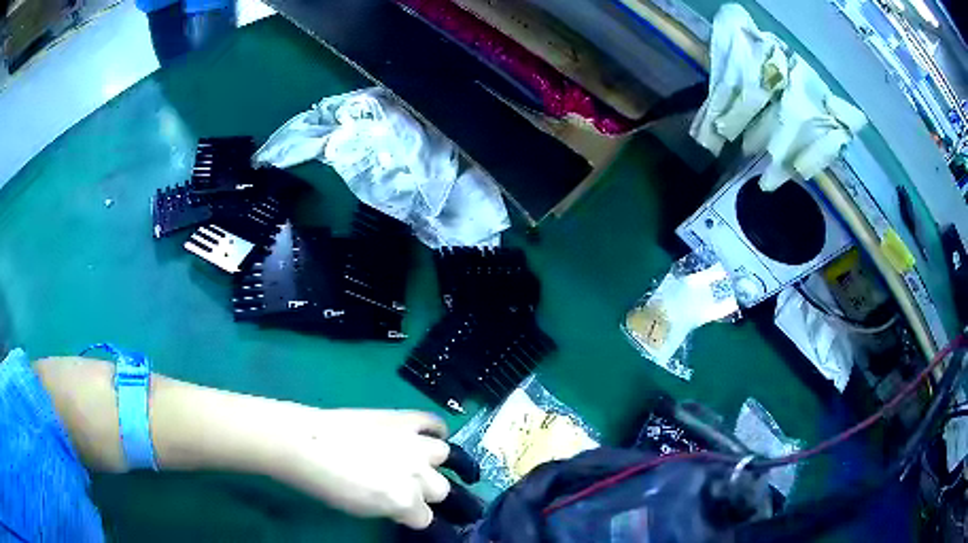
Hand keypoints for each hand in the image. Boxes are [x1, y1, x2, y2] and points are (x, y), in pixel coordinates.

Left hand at [270, 408, 451, 528]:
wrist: (305, 443)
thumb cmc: (325, 484)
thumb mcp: (362, 509)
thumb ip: (392, 509)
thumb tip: (403, 506)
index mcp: (405, 501)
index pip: (425, 518)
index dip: (412, 516)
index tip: (400, 512)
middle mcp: (418, 474)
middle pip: (441, 489)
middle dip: (424, 492)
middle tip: (402, 488)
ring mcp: (414, 443)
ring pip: (444, 455)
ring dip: (431, 462)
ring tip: (414, 462)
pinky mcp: (405, 418)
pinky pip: (435, 423)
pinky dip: (436, 430)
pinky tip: (427, 436)